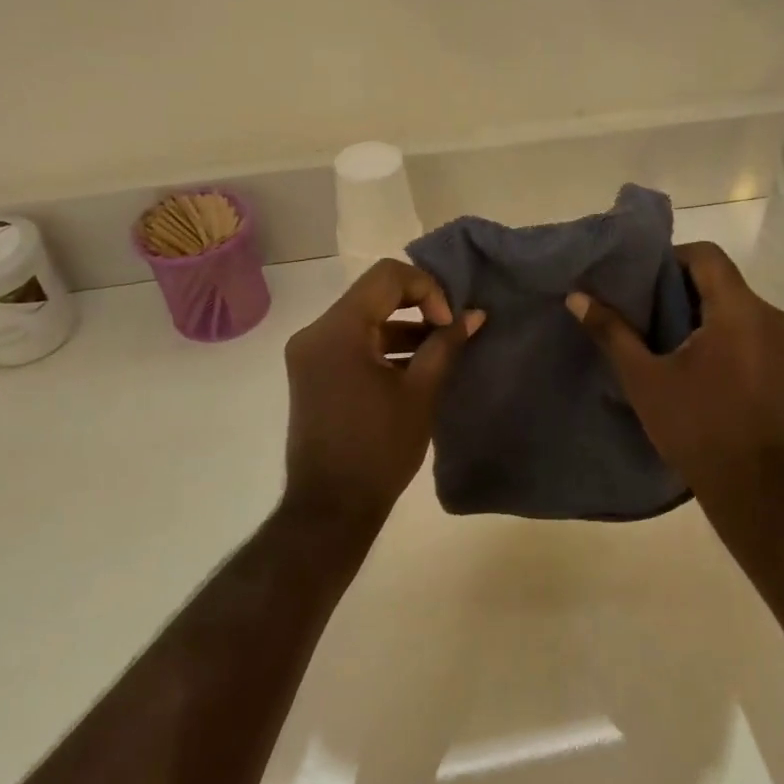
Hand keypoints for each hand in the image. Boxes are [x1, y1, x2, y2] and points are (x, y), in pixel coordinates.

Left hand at [282, 259, 483, 529]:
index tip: (448, 324)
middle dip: (418, 305)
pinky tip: (415, 368)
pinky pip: (352, 342)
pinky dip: (383, 346)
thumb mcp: (420, 393)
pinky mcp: (312, 373)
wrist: (331, 506)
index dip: (428, 289)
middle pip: (374, 294)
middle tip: (450, 330)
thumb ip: (446, 345)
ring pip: (364, 318)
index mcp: (337, 330)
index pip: (387, 277)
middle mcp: (315, 333)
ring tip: (440, 351)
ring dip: (403, 327)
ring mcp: (309, 354)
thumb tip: (474, 315)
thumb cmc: (379, 449)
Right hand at [566, 241, 783, 505]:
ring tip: (670, 343)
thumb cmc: (695, 427)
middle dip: (684, 291)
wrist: (753, 488)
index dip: (672, 259)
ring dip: (705, 316)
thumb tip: (577, 297)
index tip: (644, 283)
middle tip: (647, 314)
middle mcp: (771, 318)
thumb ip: (612, 332)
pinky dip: (727, 338)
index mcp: (739, 310)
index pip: (707, 255)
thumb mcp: (644, 379)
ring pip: (740, 310)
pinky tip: (702, 370)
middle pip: (723, 281)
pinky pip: (755, 335)